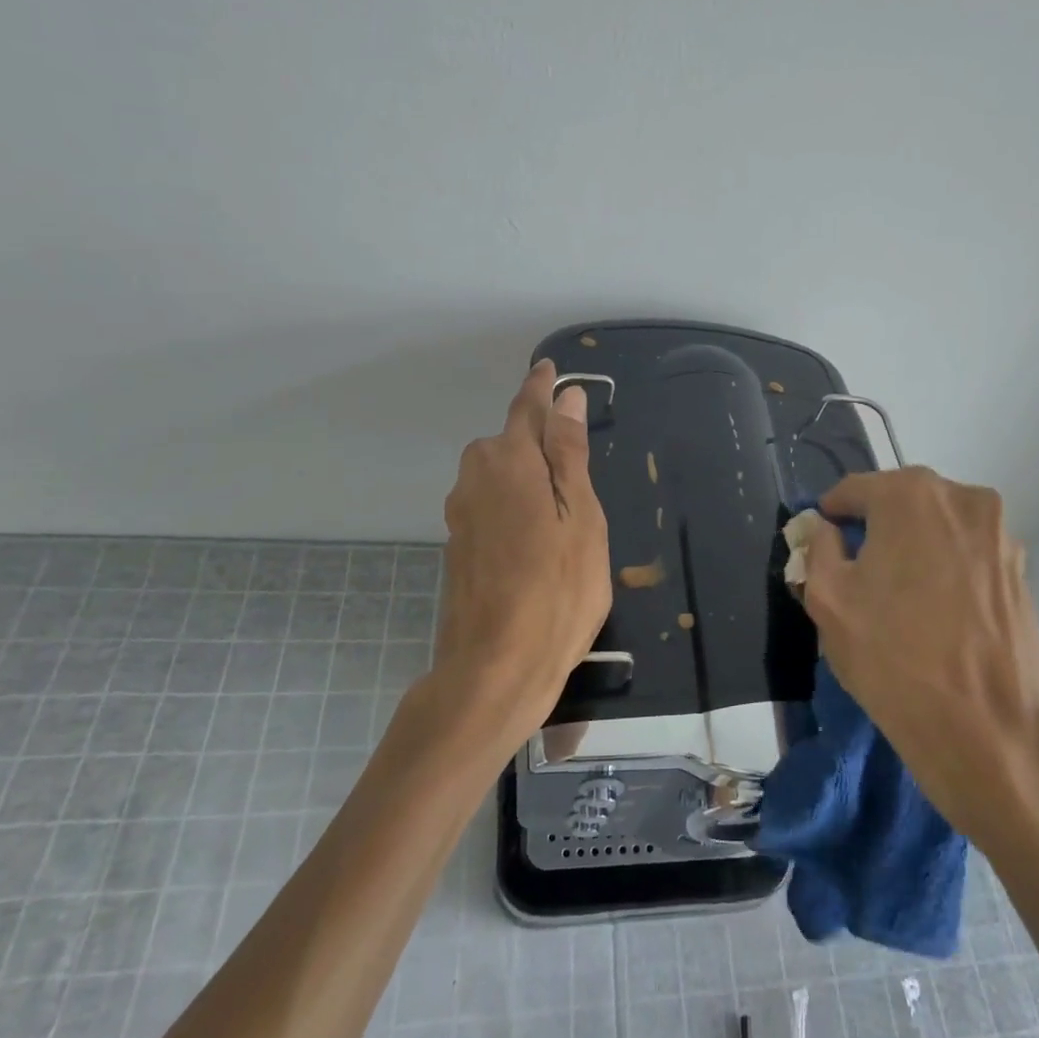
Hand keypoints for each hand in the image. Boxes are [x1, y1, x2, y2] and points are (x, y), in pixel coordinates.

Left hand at [431, 360, 611, 753]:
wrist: (495, 668)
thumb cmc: (557, 591)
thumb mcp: (581, 516)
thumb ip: (569, 453)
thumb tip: (567, 397)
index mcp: (509, 462)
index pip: (526, 408)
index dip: (541, 388)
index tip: (550, 369)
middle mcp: (475, 478)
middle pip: (507, 440)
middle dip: (535, 436)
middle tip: (574, 454)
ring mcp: (461, 514)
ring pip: (496, 473)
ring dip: (524, 472)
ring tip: (560, 500)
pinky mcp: (457, 545)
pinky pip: (489, 503)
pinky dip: (512, 502)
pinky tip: (533, 534)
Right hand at [798, 467, 1038, 836]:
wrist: (989, 731)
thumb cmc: (894, 659)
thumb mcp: (828, 600)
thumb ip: (817, 548)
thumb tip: (824, 529)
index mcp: (911, 494)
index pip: (853, 490)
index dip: (829, 519)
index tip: (820, 551)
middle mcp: (962, 498)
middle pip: (898, 504)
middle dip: (872, 531)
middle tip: (855, 578)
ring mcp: (1000, 533)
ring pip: (935, 529)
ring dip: (910, 549)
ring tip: (897, 601)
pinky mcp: (1020, 570)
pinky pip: (965, 554)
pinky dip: (943, 570)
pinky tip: (933, 615)